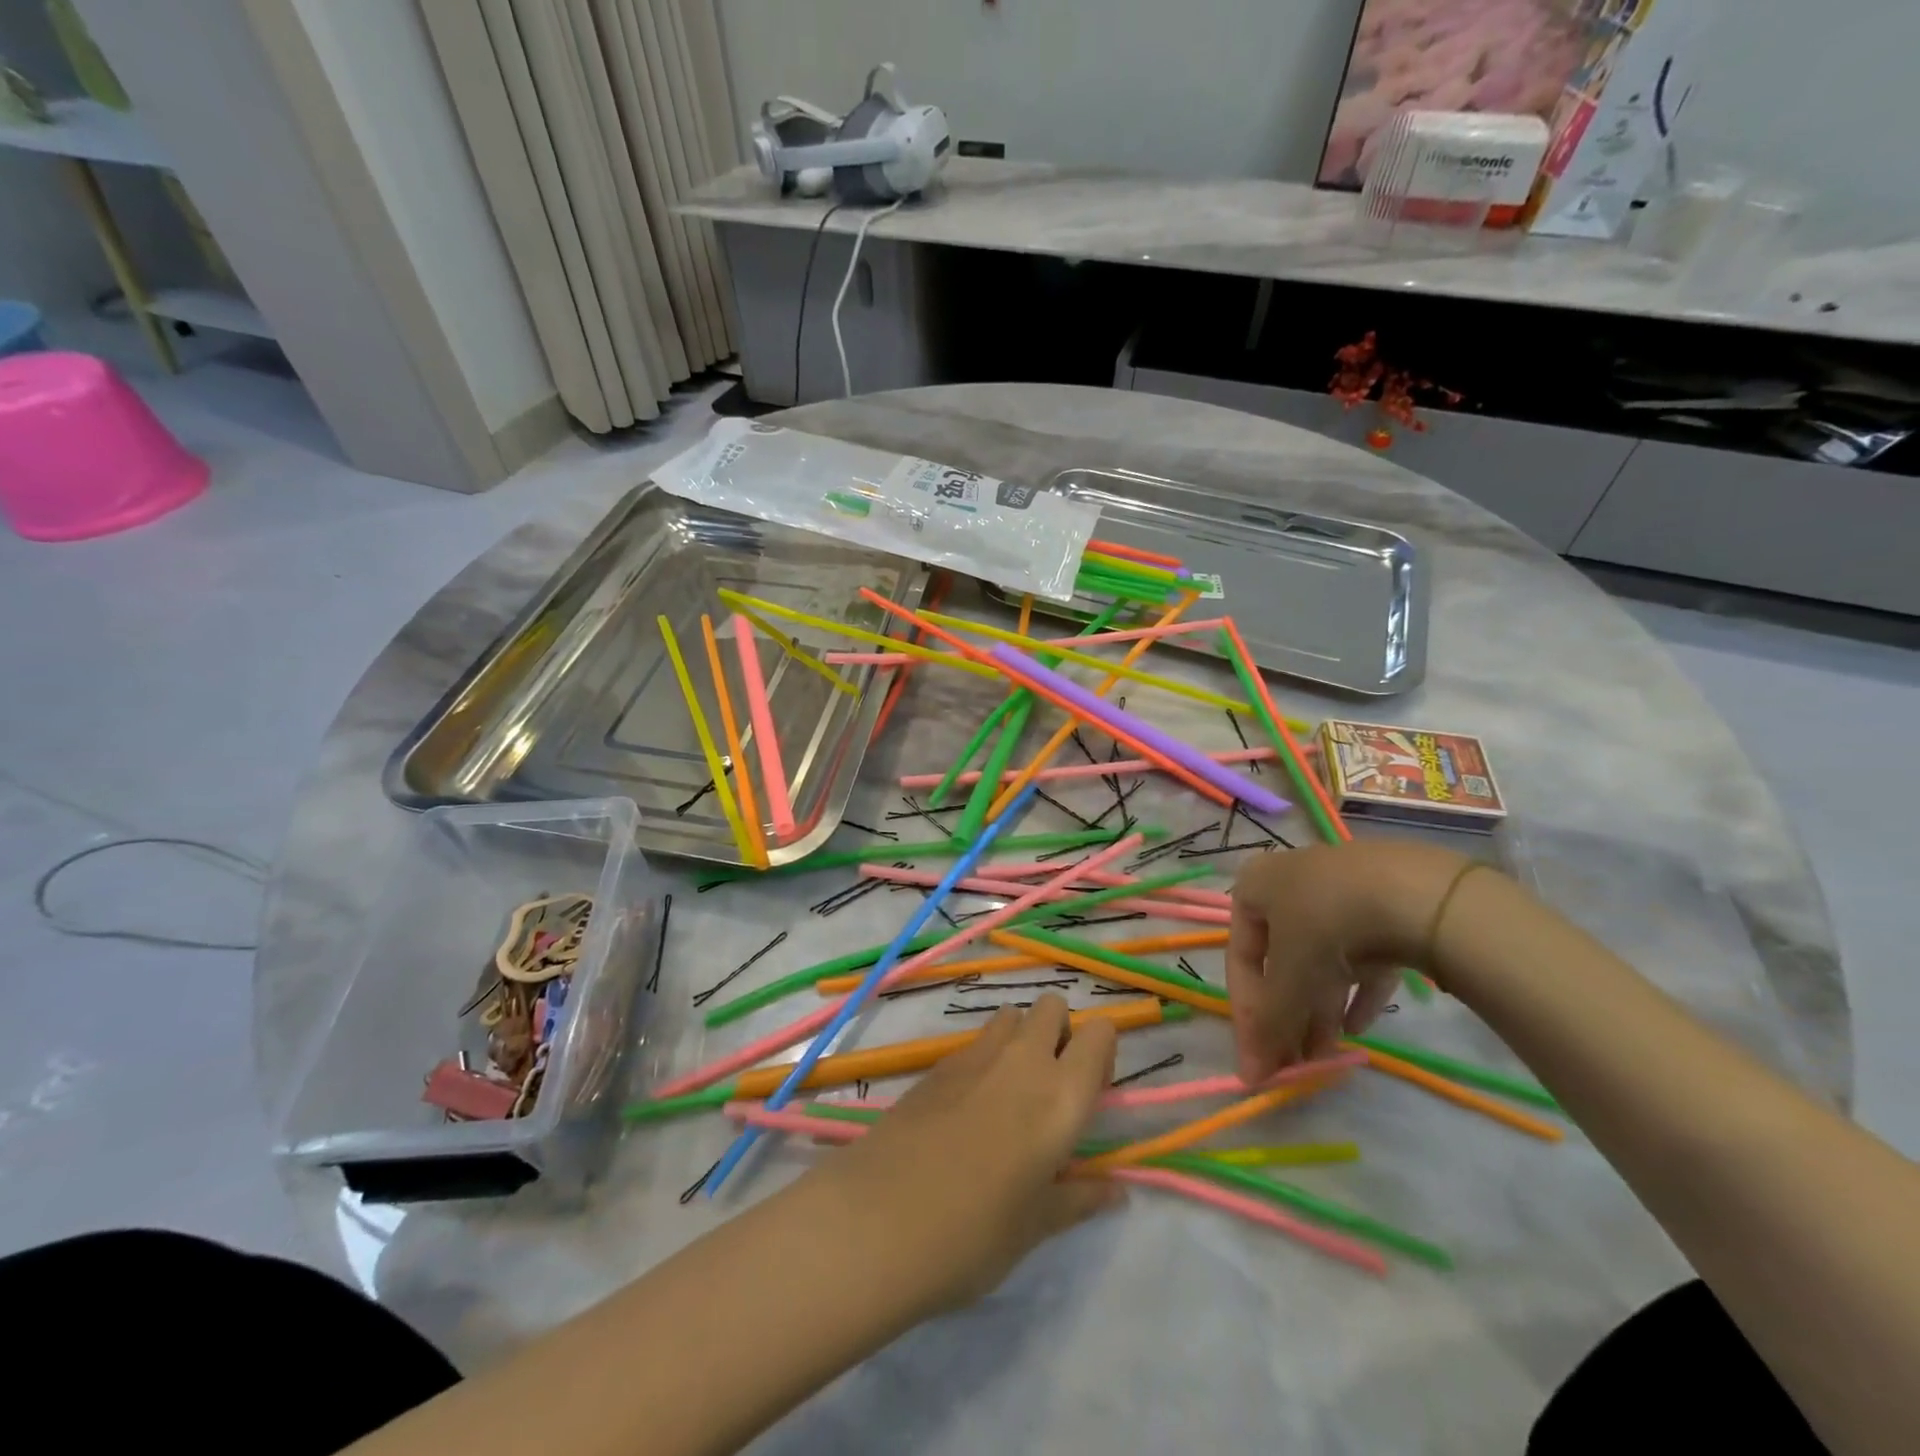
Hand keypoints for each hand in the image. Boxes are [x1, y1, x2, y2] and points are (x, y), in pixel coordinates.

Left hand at [807, 994, 1121, 1313]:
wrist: (878, 1220)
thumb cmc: (974, 1233)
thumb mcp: (1035, 1225)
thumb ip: (1078, 1198)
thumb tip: (1115, 1192)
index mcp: (1062, 1095)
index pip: (1101, 1033)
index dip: (1101, 1053)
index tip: (1091, 1092)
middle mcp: (1024, 1059)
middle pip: (1052, 1007)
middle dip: (1059, 1032)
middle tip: (1051, 1087)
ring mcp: (975, 1055)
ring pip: (1010, 1016)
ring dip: (1019, 1038)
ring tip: (1007, 1094)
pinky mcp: (936, 1064)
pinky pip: (975, 1042)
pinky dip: (983, 1059)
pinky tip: (966, 1109)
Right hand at [1227, 841, 1467, 1083]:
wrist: (1417, 892)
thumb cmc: (1326, 927)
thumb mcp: (1288, 980)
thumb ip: (1269, 1025)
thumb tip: (1251, 1073)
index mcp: (1253, 887)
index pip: (1241, 960)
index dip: (1247, 1017)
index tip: (1258, 1066)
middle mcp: (1289, 883)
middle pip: (1281, 961)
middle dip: (1287, 1017)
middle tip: (1296, 1067)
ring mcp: (1341, 890)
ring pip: (1322, 959)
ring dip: (1319, 1010)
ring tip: (1327, 1056)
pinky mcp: (1386, 904)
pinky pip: (1363, 953)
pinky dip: (1357, 991)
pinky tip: (1360, 1027)